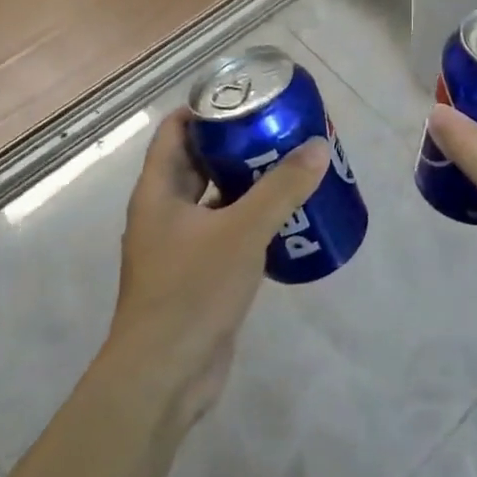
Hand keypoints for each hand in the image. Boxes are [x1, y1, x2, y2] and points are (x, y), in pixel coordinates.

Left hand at [107, 108, 329, 425]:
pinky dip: (250, 221)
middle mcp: (164, 212)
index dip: (206, 109)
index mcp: (159, 191)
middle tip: (280, 132)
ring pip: (215, 200)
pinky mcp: (197, 276)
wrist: (163, 378)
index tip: (247, 98)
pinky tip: (286, 220)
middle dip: (237, 146)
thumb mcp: (242, 232)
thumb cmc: (192, 291)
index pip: (176, 130)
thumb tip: (317, 147)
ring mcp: (179, 247)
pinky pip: (225, 234)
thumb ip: (282, 189)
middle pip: (200, 162)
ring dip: (248, 184)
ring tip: (291, 169)